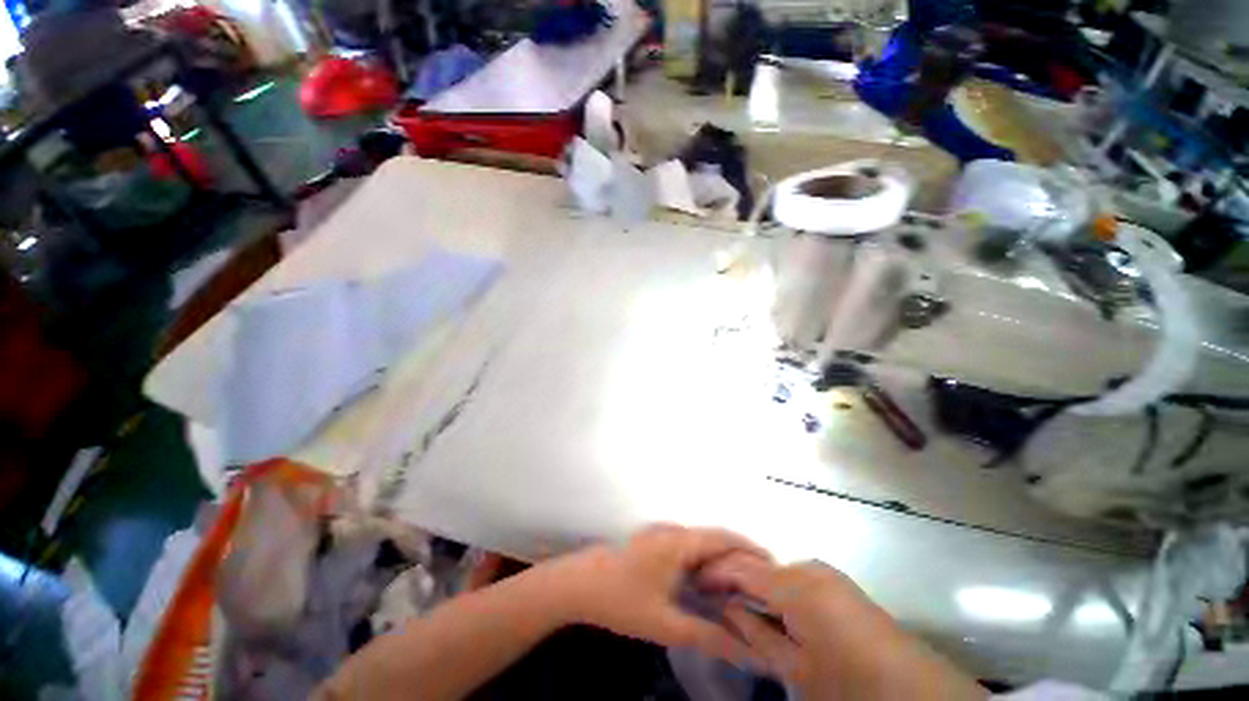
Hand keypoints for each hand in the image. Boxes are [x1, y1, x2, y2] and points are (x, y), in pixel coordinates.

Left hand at [546, 524, 769, 662]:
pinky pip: (686, 546)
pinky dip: (703, 560)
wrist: (578, 583)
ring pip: (699, 542)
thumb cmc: (621, 600)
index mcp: (679, 541)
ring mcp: (660, 534)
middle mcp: (673, 530)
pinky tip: (706, 583)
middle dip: (739, 557)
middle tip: (762, 584)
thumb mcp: (665, 623)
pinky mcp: (652, 541)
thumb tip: (745, 651)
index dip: (751, 548)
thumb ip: (706, 636)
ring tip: (741, 586)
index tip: (774, 567)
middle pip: (714, 538)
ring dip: (720, 559)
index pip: (724, 537)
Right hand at [700, 556, 986, 700]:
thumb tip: (727, 608)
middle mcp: (809, 567)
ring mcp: (826, 573)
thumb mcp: (797, 668)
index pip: (741, 567)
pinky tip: (772, 609)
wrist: (917, 691)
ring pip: (776, 571)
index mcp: (796, 585)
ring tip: (738, 603)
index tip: (695, 581)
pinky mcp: (838, 583)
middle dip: (734, 578)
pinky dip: (778, 590)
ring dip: (756, 584)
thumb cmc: (850, 684)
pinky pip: (797, 578)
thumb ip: (756, 633)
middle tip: (713, 595)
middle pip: (759, 565)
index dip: (716, 572)